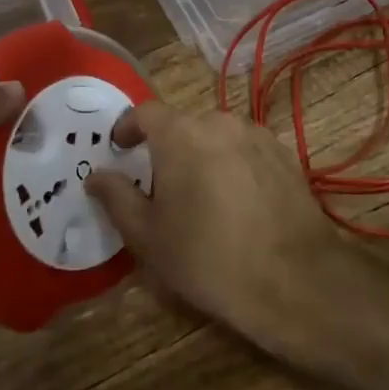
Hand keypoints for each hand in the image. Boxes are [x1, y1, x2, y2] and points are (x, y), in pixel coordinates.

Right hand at [86, 101, 351, 345]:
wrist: (293, 278)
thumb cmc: (207, 257)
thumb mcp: (148, 236)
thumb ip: (117, 198)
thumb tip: (95, 175)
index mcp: (180, 134)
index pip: (146, 112)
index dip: (129, 127)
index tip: (121, 148)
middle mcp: (219, 122)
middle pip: (183, 125)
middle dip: (167, 148)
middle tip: (161, 188)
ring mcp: (256, 135)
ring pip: (217, 136)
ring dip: (203, 155)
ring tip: (202, 197)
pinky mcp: (284, 154)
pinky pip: (246, 150)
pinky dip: (233, 165)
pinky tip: (238, 203)